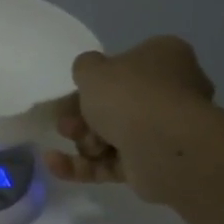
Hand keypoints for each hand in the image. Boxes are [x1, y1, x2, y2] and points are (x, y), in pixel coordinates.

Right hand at [43, 36, 217, 202]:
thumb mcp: (92, 69)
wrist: (162, 145)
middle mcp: (171, 91)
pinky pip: (110, 163)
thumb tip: (91, 72)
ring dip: (83, 139)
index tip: (76, 89)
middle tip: (66, 121)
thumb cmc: (129, 95)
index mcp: (165, 58)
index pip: (129, 63)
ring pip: (112, 134)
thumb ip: (85, 66)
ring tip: (70, 138)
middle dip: (83, 115)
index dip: (98, 78)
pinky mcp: (151, 163)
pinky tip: (52, 162)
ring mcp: (163, 130)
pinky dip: (81, 165)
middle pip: (117, 104)